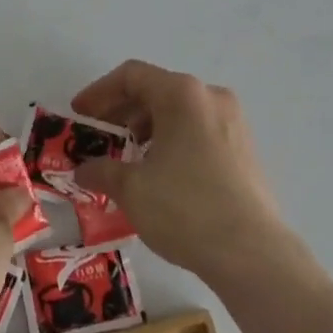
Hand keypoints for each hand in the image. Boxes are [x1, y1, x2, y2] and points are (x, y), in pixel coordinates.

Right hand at [70, 60, 289, 286]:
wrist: (253, 256)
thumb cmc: (185, 209)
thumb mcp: (131, 189)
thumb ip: (101, 170)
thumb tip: (83, 170)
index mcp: (182, 94)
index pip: (131, 76)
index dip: (99, 92)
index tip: (79, 114)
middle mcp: (210, 97)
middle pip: (156, 90)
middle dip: (122, 112)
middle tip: (98, 137)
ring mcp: (233, 122)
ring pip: (178, 112)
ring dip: (146, 128)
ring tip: (127, 158)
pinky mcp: (245, 150)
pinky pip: (198, 131)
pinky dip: (172, 141)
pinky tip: (159, 173)